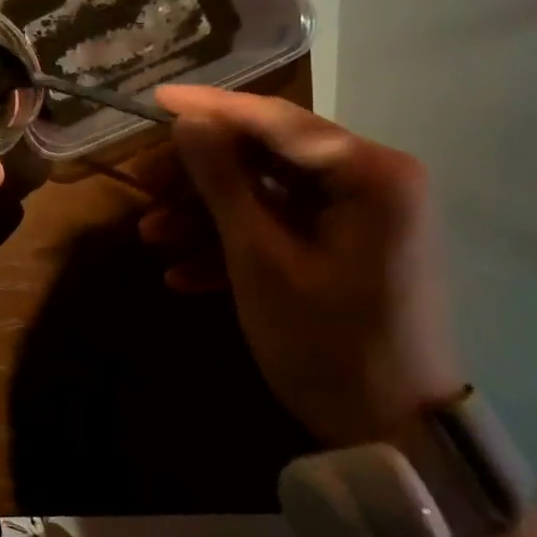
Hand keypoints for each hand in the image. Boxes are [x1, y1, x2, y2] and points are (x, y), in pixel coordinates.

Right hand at [144, 84, 463, 446]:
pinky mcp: (347, 249)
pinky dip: (234, 246)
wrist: (394, 435)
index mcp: (369, 173)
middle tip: (142, 187)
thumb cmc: (328, 344)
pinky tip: (184, 275)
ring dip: (207, 216)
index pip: (275, 120)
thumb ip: (223, 181)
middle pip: (266, 157)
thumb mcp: (261, 259)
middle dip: (199, 177)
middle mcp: (371, 181)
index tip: (154, 100)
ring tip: (151, 239)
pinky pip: (282, 230)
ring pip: (267, 196)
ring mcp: (360, 218)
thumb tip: (188, 122)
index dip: (208, 109)